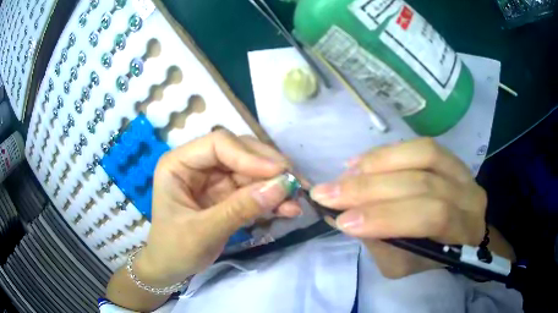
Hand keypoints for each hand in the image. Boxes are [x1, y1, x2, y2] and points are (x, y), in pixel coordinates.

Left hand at [135, 130, 301, 285]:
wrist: (171, 268)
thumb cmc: (174, 249)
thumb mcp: (203, 232)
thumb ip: (240, 209)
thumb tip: (281, 187)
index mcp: (179, 163)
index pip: (218, 144)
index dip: (249, 155)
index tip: (278, 172)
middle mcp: (198, 165)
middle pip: (239, 152)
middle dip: (268, 167)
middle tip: (295, 182)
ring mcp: (214, 179)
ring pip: (251, 171)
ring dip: (275, 185)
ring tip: (296, 200)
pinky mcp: (227, 195)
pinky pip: (254, 190)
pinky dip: (271, 199)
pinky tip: (288, 209)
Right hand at [310, 138, 486, 277]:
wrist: (456, 233)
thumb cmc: (429, 257)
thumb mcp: (402, 265)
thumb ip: (378, 242)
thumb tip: (344, 215)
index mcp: (464, 232)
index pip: (432, 217)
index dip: (387, 217)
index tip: (342, 221)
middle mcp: (470, 197)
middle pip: (423, 183)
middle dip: (370, 189)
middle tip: (327, 193)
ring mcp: (463, 171)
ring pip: (422, 155)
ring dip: (378, 163)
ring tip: (344, 174)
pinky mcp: (451, 156)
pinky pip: (421, 145)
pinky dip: (388, 152)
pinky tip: (361, 161)